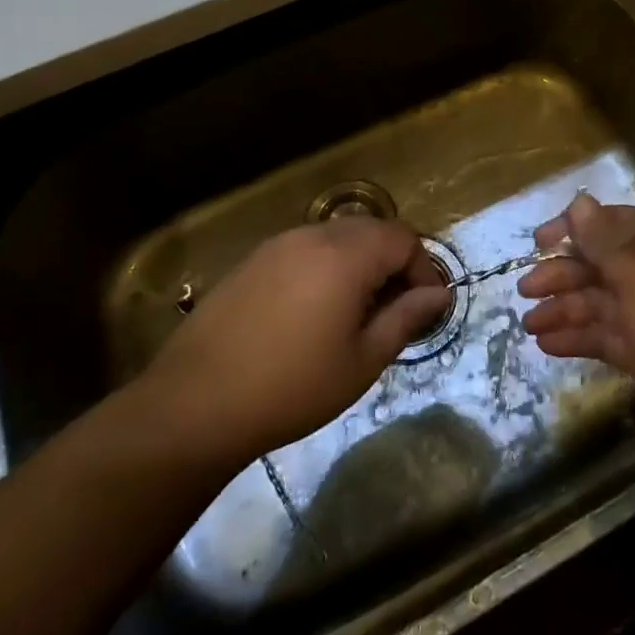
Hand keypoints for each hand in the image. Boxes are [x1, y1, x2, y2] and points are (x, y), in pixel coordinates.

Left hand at [137, 219, 449, 469]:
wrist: (195, 403)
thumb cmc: (292, 387)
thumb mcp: (362, 361)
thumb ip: (405, 318)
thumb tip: (438, 295)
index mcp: (346, 255)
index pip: (403, 239)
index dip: (422, 269)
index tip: (424, 308)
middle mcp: (314, 235)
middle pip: (372, 231)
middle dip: (393, 263)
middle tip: (394, 310)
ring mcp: (279, 244)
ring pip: (337, 237)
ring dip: (359, 263)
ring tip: (355, 312)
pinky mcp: (253, 260)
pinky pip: (305, 249)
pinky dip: (325, 267)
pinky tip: (313, 311)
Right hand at [518, 192, 634, 456]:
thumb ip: (604, 241)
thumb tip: (579, 201)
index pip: (613, 225)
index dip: (575, 229)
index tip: (540, 242)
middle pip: (601, 265)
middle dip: (562, 275)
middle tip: (525, 289)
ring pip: (599, 303)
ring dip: (563, 309)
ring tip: (527, 323)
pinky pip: (604, 336)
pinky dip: (577, 338)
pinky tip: (546, 344)